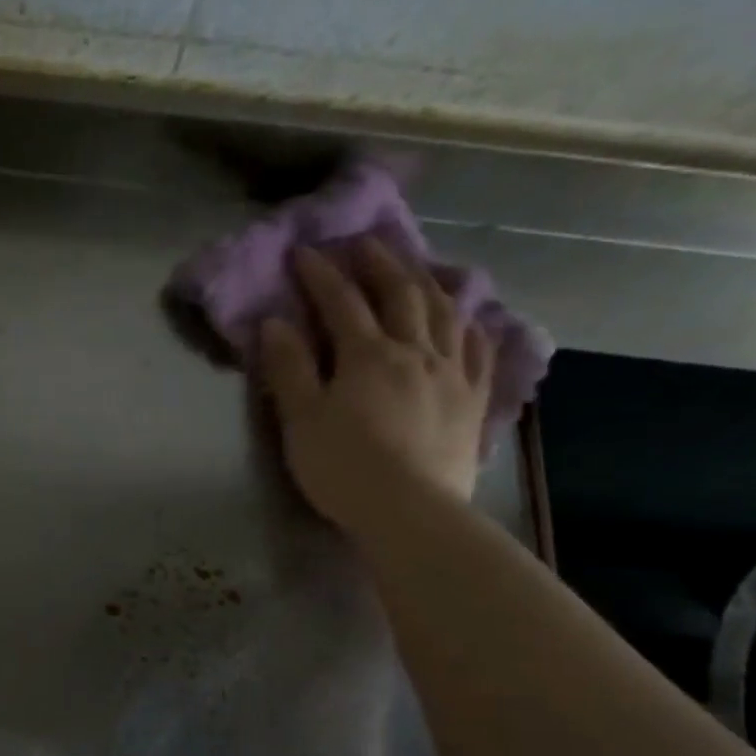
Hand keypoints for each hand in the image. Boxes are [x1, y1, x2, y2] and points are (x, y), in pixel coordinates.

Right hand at [260, 239, 494, 539]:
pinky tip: (468, 318)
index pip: (341, 303)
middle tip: (365, 243)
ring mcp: (452, 373)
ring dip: (429, 283)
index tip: (305, 251)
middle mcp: (415, 351)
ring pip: (446, 313)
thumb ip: (289, 369)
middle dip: (380, 264)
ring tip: (418, 268)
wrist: (410, 511)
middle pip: (401, 295)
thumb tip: (275, 323)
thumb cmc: (344, 467)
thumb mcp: (301, 420)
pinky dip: (472, 325)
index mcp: (366, 355)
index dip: (321, 275)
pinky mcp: (473, 400)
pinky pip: (480, 350)